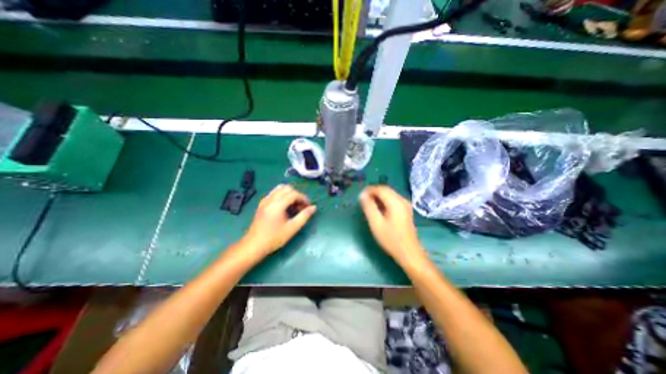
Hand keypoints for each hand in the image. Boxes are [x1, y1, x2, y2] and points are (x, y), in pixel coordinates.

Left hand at [238, 185, 314, 259]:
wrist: (254, 245)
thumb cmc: (274, 238)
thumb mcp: (292, 228)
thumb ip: (304, 216)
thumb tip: (314, 207)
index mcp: (277, 205)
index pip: (293, 194)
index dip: (303, 198)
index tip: (308, 206)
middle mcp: (270, 199)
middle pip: (287, 188)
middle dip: (297, 194)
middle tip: (301, 206)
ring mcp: (265, 200)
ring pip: (279, 188)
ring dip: (289, 193)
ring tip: (294, 205)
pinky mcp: (262, 204)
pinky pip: (274, 193)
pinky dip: (282, 195)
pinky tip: (284, 206)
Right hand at [359, 185, 425, 267]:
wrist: (409, 252)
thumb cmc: (391, 239)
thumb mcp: (376, 223)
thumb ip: (369, 207)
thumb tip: (362, 195)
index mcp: (396, 202)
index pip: (381, 189)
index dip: (369, 190)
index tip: (360, 196)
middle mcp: (402, 200)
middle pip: (386, 190)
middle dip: (373, 192)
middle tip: (363, 200)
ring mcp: (405, 205)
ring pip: (389, 194)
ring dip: (378, 196)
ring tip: (368, 204)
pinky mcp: (405, 210)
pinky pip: (393, 199)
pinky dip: (384, 201)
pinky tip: (378, 209)